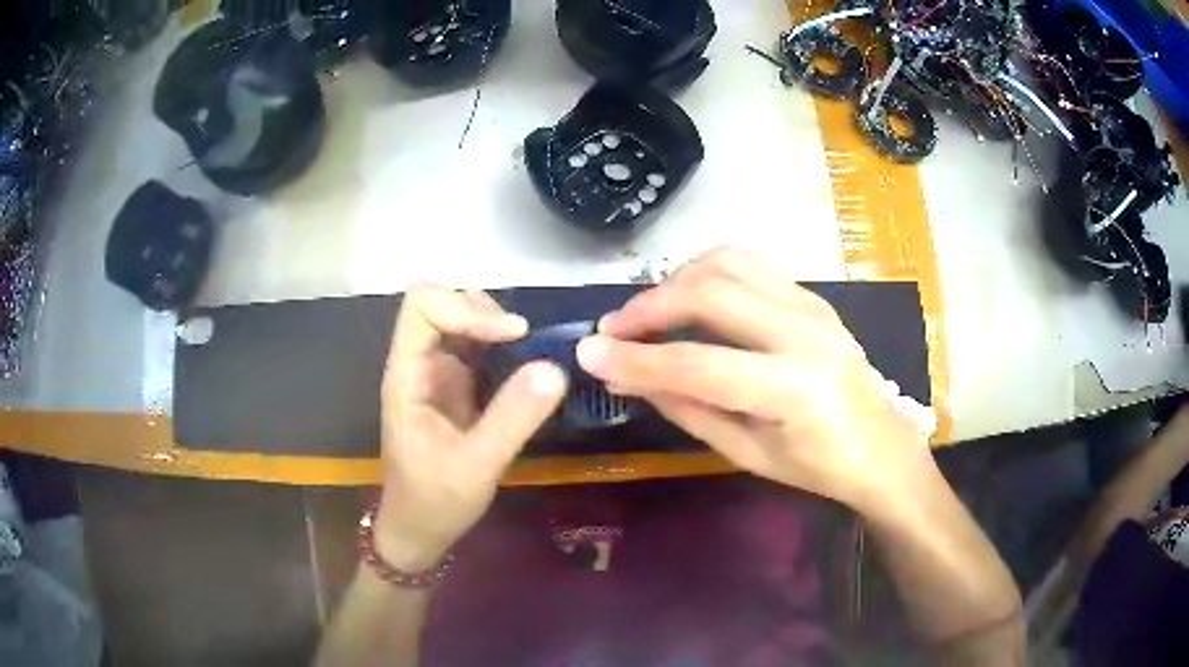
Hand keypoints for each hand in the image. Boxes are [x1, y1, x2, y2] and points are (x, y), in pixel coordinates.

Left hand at [376, 285, 565, 569]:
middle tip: (523, 340)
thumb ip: (512, 418)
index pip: (422, 307)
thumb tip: (555, 368)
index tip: (513, 333)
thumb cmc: (435, 500)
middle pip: (441, 304)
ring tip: (528, 349)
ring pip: (460, 321)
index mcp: (408, 375)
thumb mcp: (477, 465)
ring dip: (494, 325)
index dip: (465, 307)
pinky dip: (502, 346)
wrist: (420, 528)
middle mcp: (419, 364)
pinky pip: (476, 348)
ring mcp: (437, 373)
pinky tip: (525, 366)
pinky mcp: (455, 387)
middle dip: (482, 310)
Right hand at [576, 248, 934, 512]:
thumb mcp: (748, 453)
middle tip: (612, 330)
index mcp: (794, 390)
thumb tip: (631, 378)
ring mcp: (812, 306)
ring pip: (728, 263)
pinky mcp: (812, 296)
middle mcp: (805, 333)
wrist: (881, 445)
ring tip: (649, 313)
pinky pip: (749, 265)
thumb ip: (689, 410)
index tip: (588, 354)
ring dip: (676, 281)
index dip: (637, 360)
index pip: (699, 365)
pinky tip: (690, 299)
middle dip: (649, 307)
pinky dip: (707, 274)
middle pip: (712, 294)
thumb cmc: (818, 466)